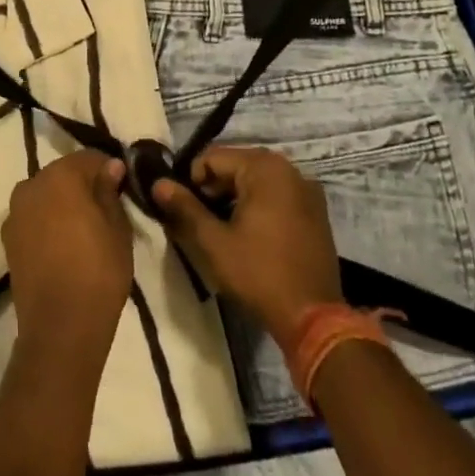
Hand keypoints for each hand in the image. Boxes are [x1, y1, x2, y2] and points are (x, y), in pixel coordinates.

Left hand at [2, 151, 134, 378]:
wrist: (60, 326)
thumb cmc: (98, 272)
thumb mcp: (118, 229)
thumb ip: (110, 192)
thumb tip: (111, 167)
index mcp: (59, 176)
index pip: (88, 158)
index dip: (108, 170)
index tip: (122, 188)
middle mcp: (30, 185)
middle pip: (62, 174)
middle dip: (83, 185)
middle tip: (105, 209)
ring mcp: (14, 212)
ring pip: (45, 195)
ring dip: (62, 204)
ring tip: (84, 230)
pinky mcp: (8, 238)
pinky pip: (33, 217)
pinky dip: (47, 222)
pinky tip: (64, 245)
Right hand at [151, 146, 342, 339]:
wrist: (314, 318)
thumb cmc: (259, 274)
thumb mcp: (213, 241)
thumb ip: (184, 207)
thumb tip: (158, 183)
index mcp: (265, 169)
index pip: (213, 157)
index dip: (191, 180)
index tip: (184, 209)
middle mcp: (289, 170)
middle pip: (236, 165)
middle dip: (213, 188)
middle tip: (200, 220)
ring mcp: (307, 190)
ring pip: (256, 180)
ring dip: (234, 196)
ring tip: (221, 228)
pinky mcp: (316, 211)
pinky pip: (277, 194)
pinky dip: (257, 204)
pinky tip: (249, 233)